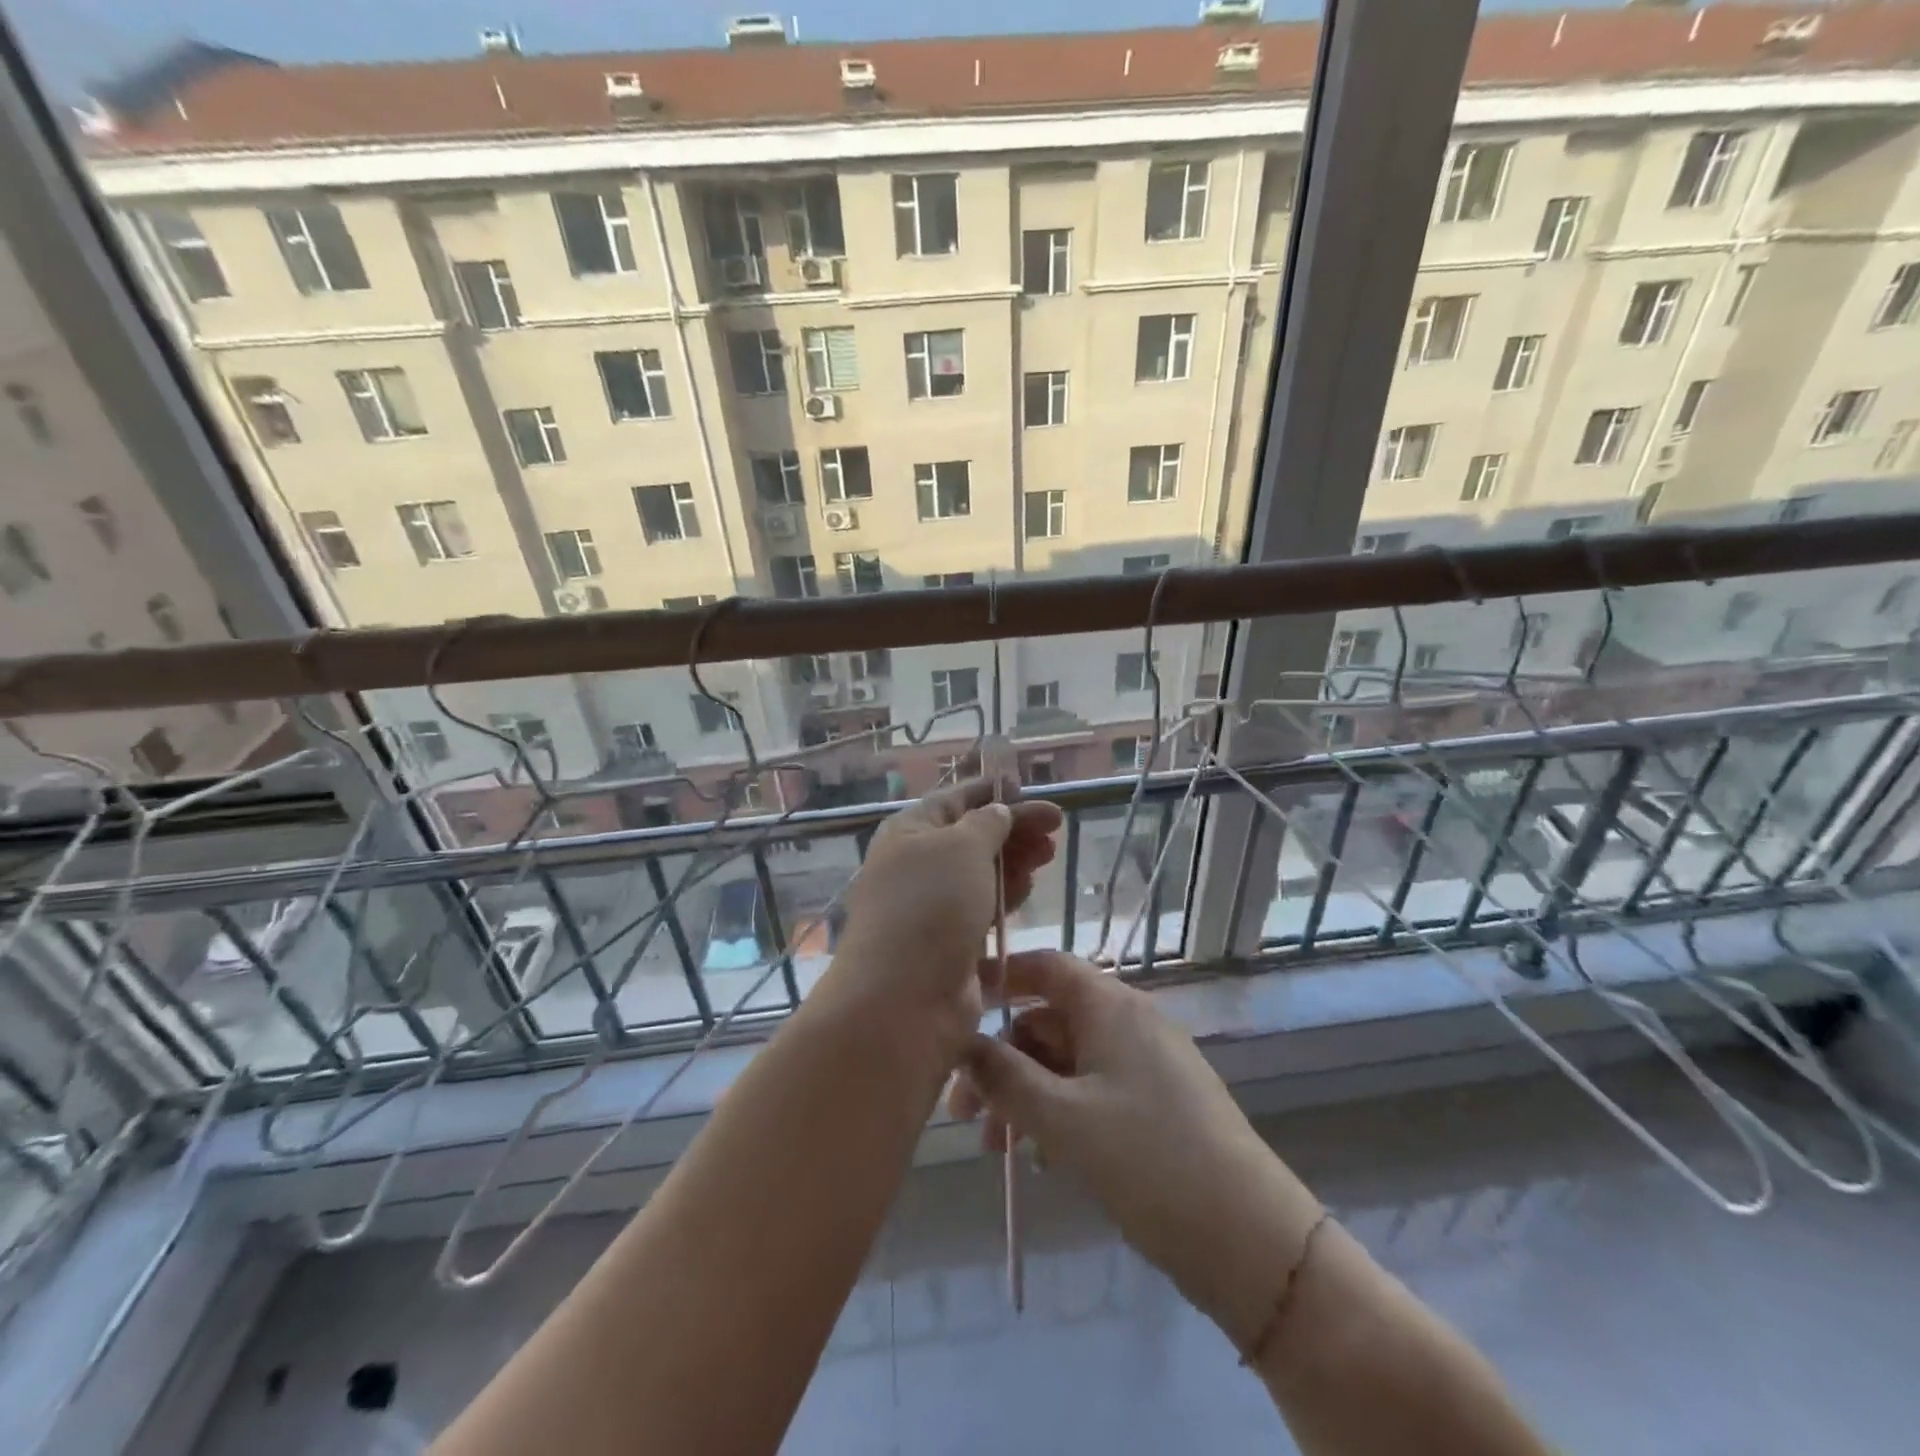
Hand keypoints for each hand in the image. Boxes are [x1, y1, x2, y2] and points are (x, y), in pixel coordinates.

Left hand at [829, 776, 1060, 1051]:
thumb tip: (997, 812)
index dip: (992, 792)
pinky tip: (1027, 890)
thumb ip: (987, 823)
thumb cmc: (931, 905)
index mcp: (909, 830)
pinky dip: (1006, 895)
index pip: (955, 799)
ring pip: (981, 872)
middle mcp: (917, 863)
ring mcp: (933, 905)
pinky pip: (983, 907)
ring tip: (1047, 856)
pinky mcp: (950, 941)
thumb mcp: (963, 846)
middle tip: (1054, 829)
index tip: (1028, 789)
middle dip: (1013, 828)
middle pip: (972, 835)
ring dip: (1014, 861)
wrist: (904, 998)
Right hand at [950, 951, 1323, 1347]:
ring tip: (994, 1149)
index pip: (1044, 966)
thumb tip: (961, 1042)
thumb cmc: (1147, 1161)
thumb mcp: (1061, 1118)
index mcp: (1110, 1005)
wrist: (1249, 1239)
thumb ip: (1003, 1076)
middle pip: (1047, 1021)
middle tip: (961, 1112)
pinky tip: (1038, 1158)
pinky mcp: (1156, 1104)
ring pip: (1066, 1062)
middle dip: (1001, 1059)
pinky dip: (1058, 1113)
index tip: (955, 1003)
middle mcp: (1128, 1021)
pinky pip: (1091, 1091)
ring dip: (1024, 1095)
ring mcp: (1145, 1063)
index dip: (998, 976)